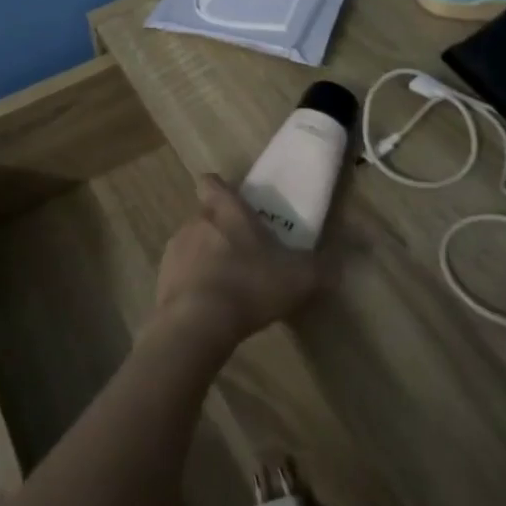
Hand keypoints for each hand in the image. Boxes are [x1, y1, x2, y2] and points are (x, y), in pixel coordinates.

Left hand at [150, 175, 330, 359]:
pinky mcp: (162, 276)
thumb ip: (323, 268)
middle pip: (206, 215)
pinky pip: (180, 273)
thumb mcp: (299, 278)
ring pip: (192, 244)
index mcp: (226, 209)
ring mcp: (175, 247)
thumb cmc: (250, 285)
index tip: (233, 204)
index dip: (220, 189)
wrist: (197, 322)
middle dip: (221, 231)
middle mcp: (196, 220)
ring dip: (205, 258)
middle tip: (244, 256)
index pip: (212, 182)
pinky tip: (209, 307)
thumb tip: (342, 263)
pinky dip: (192, 284)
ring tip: (227, 286)